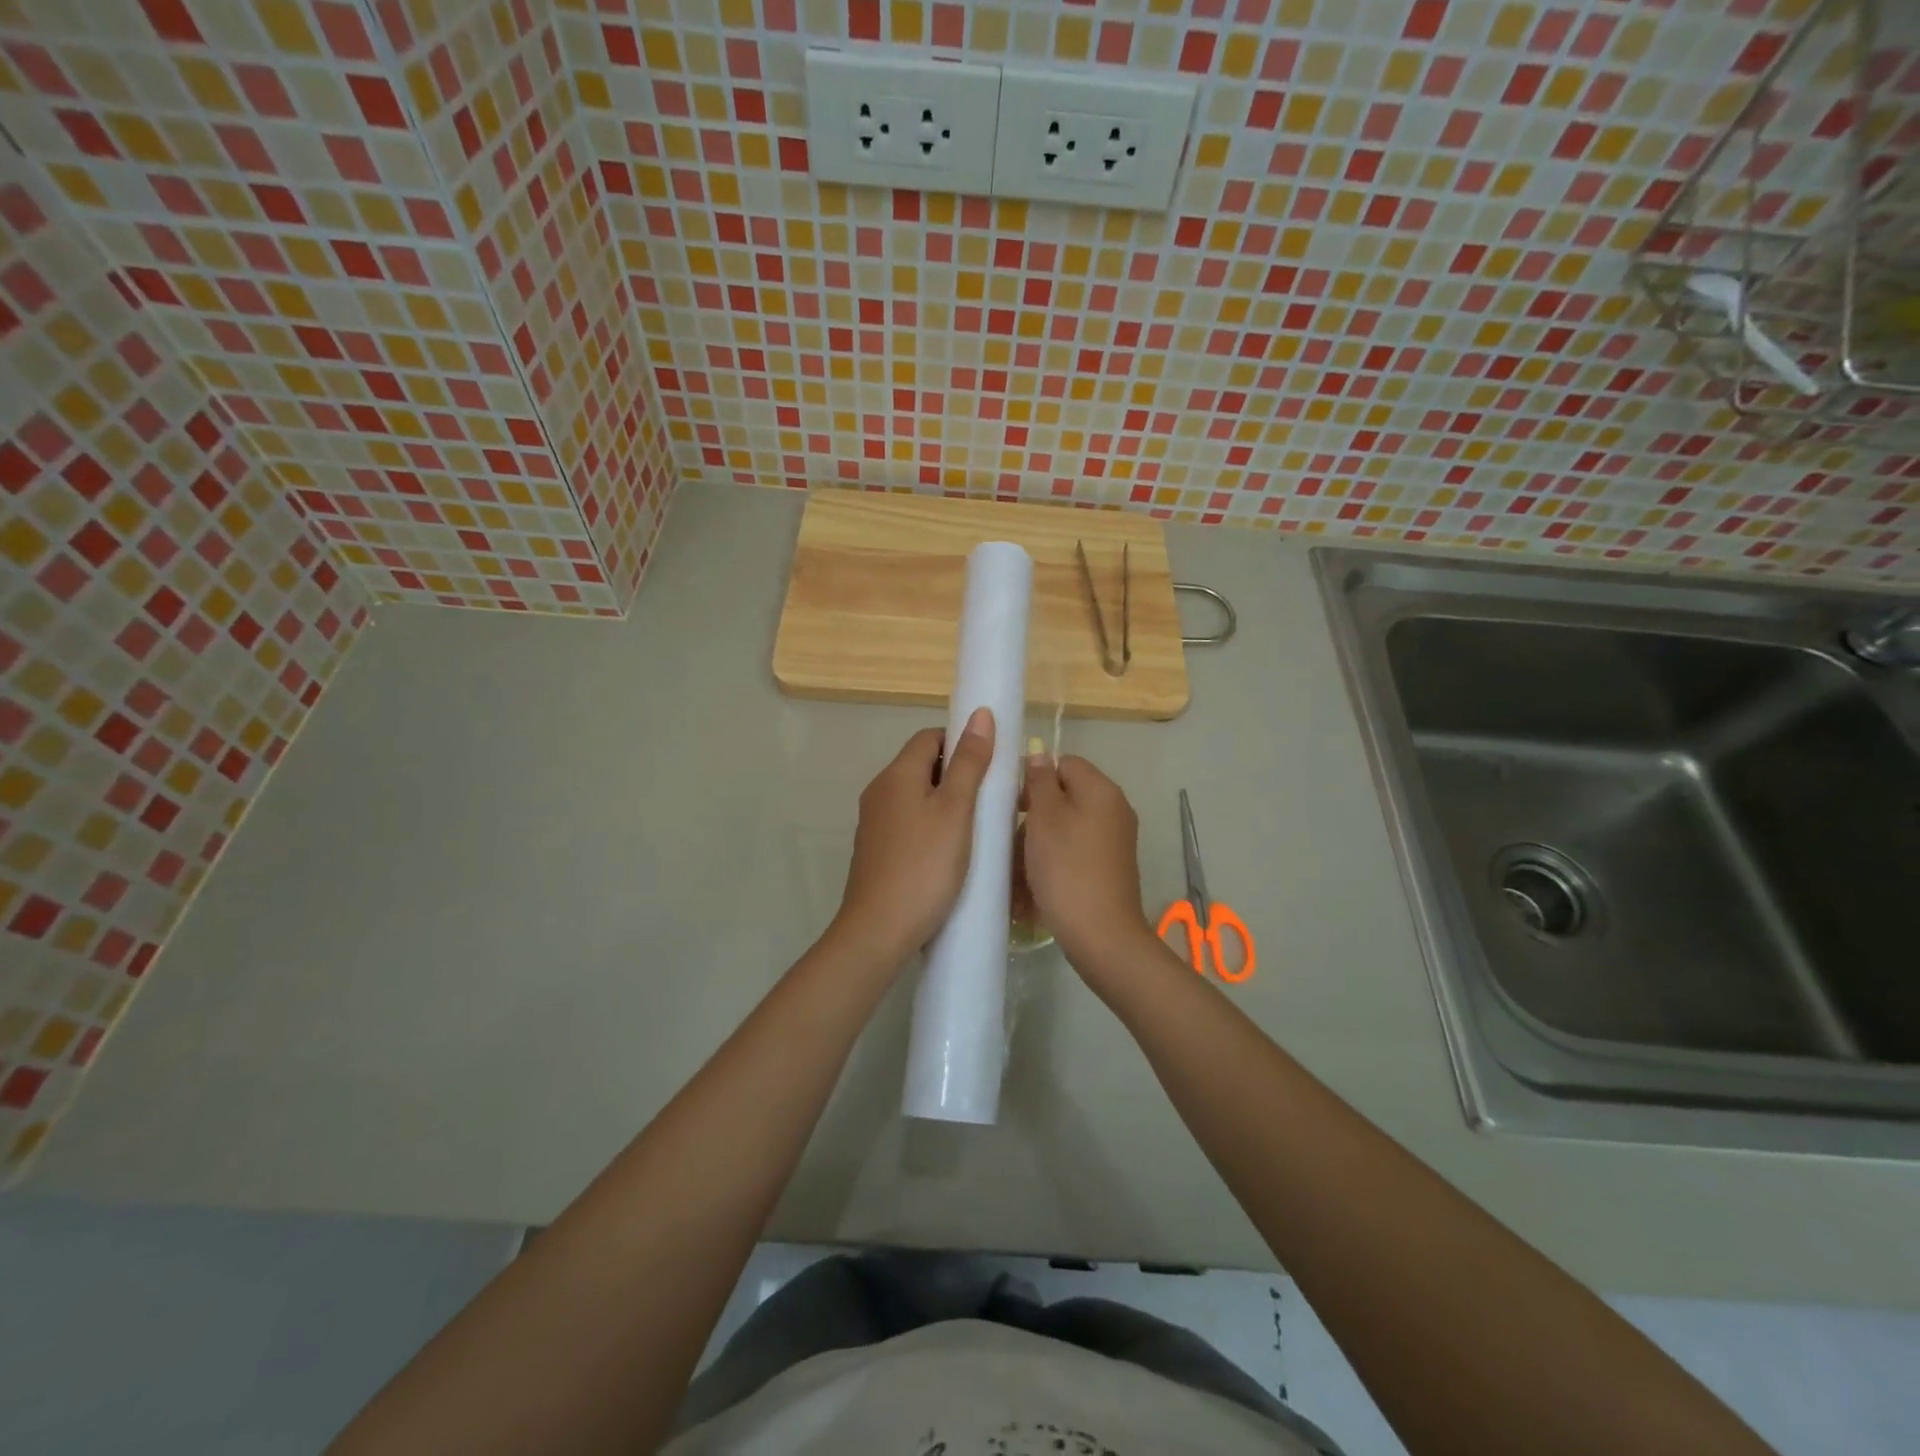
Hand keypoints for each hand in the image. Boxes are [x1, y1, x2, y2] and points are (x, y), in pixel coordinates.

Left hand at [832, 708, 995, 962]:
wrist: (879, 930)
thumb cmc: (924, 864)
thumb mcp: (956, 810)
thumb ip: (970, 762)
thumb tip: (980, 714)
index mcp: (897, 774)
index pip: (930, 737)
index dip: (961, 741)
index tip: (991, 765)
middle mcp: (880, 791)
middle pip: (923, 766)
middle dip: (959, 774)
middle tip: (993, 798)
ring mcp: (875, 822)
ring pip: (918, 796)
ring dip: (948, 803)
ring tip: (980, 826)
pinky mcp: (877, 850)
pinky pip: (910, 823)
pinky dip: (933, 826)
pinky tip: (954, 852)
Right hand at [1021, 754, 1156, 973]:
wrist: (1101, 934)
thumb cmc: (1067, 868)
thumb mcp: (1044, 818)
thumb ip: (1039, 782)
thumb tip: (1040, 754)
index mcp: (1101, 790)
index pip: (1063, 763)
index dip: (1035, 779)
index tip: (1013, 806)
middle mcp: (1114, 810)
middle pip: (1064, 798)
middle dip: (1034, 818)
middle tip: (1012, 842)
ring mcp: (1114, 842)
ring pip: (1065, 829)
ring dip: (1038, 846)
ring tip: (1019, 872)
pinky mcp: (1108, 868)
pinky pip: (1073, 854)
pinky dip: (1053, 865)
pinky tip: (1033, 889)